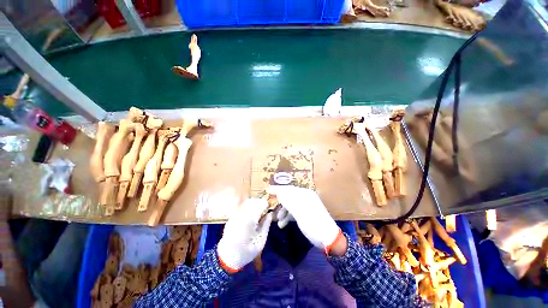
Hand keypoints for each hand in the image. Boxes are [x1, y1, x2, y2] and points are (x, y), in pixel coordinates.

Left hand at [217, 198, 272, 272]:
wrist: (226, 258)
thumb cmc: (246, 252)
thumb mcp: (260, 242)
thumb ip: (266, 226)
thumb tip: (270, 214)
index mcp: (249, 221)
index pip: (259, 205)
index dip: (265, 204)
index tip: (269, 208)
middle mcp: (241, 215)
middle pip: (252, 201)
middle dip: (260, 203)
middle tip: (265, 210)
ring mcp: (234, 215)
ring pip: (246, 202)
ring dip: (254, 204)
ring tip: (258, 212)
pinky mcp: (231, 216)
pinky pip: (241, 206)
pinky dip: (247, 206)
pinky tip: (250, 214)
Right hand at [269, 186, 340, 250]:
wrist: (329, 239)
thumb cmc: (314, 224)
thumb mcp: (300, 212)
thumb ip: (289, 201)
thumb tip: (278, 192)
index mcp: (305, 194)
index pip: (289, 189)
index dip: (278, 190)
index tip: (268, 191)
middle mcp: (305, 197)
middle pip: (289, 197)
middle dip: (280, 203)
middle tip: (271, 208)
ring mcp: (306, 205)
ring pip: (290, 205)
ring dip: (283, 211)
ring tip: (277, 220)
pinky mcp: (306, 213)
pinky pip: (294, 211)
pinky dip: (288, 216)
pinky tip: (283, 224)